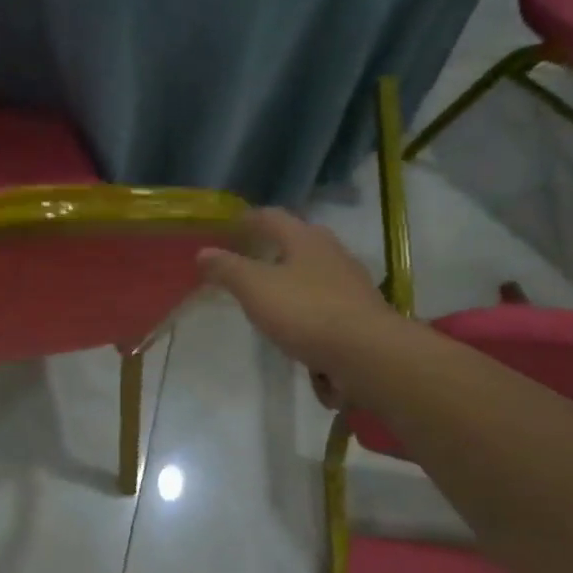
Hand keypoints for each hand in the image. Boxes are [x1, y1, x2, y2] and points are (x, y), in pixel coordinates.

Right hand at [198, 209, 396, 403]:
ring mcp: (351, 283)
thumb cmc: (306, 312)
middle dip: (273, 246)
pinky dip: (308, 306)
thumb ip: (227, 268)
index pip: (271, 217)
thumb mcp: (255, 288)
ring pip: (313, 271)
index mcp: (305, 238)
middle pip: (298, 240)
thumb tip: (203, 252)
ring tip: (269, 292)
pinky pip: (326, 302)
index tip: (228, 226)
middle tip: (248, 256)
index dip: (248, 219)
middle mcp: (332, 252)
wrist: (369, 355)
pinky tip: (296, 325)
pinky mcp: (360, 312)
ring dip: (291, 277)